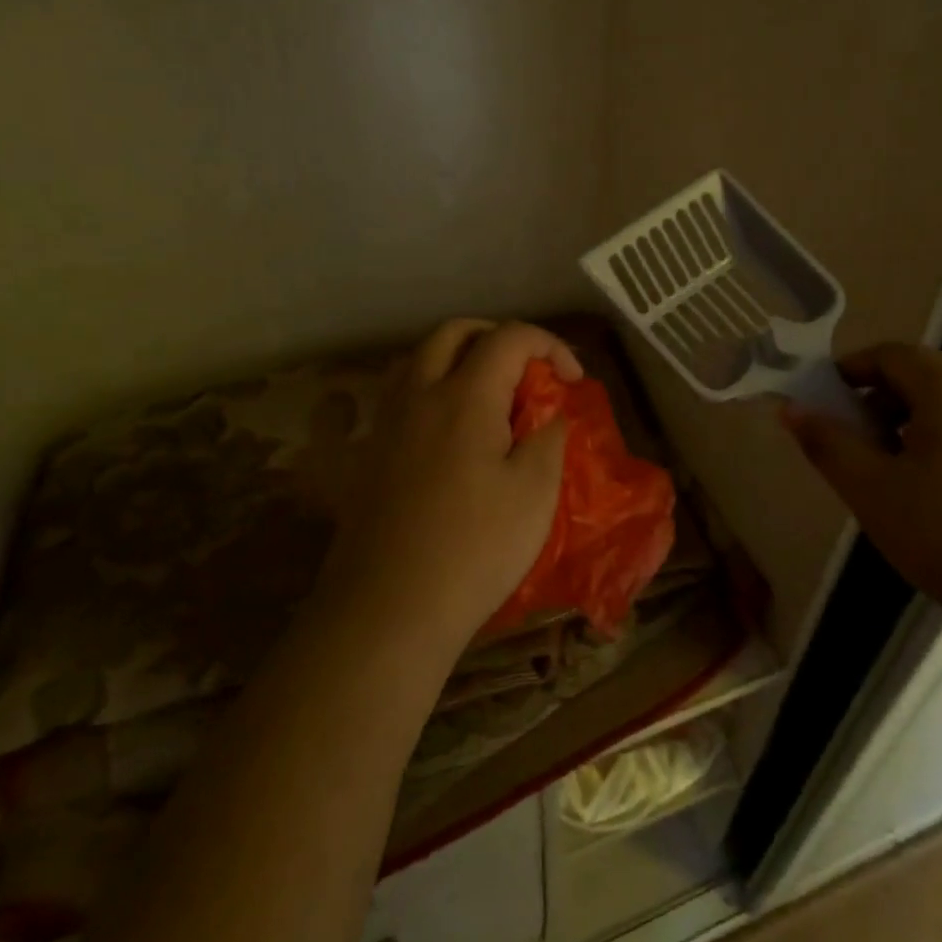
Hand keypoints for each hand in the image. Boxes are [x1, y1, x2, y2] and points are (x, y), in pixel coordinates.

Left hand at [322, 319, 581, 654]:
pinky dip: (433, 387)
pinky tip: (451, 431)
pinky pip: (402, 392)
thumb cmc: (473, 550)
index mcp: (465, 396)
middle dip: (498, 338)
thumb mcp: (535, 494)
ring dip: (460, 357)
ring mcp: (387, 422)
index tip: (572, 382)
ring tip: (490, 395)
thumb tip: (550, 413)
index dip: (549, 346)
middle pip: (455, 332)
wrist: (387, 609)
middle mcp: (419, 394)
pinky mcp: (369, 453)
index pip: (509, 337)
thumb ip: (548, 438)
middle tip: (528, 372)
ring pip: (420, 357)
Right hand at [780, 343, 941, 651]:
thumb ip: (827, 443)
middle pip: (925, 379)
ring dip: (913, 430)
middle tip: (854, 452)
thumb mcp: (873, 491)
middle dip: (879, 405)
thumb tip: (792, 409)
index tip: (821, 406)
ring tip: (896, 483)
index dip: (848, 372)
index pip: (891, 354)